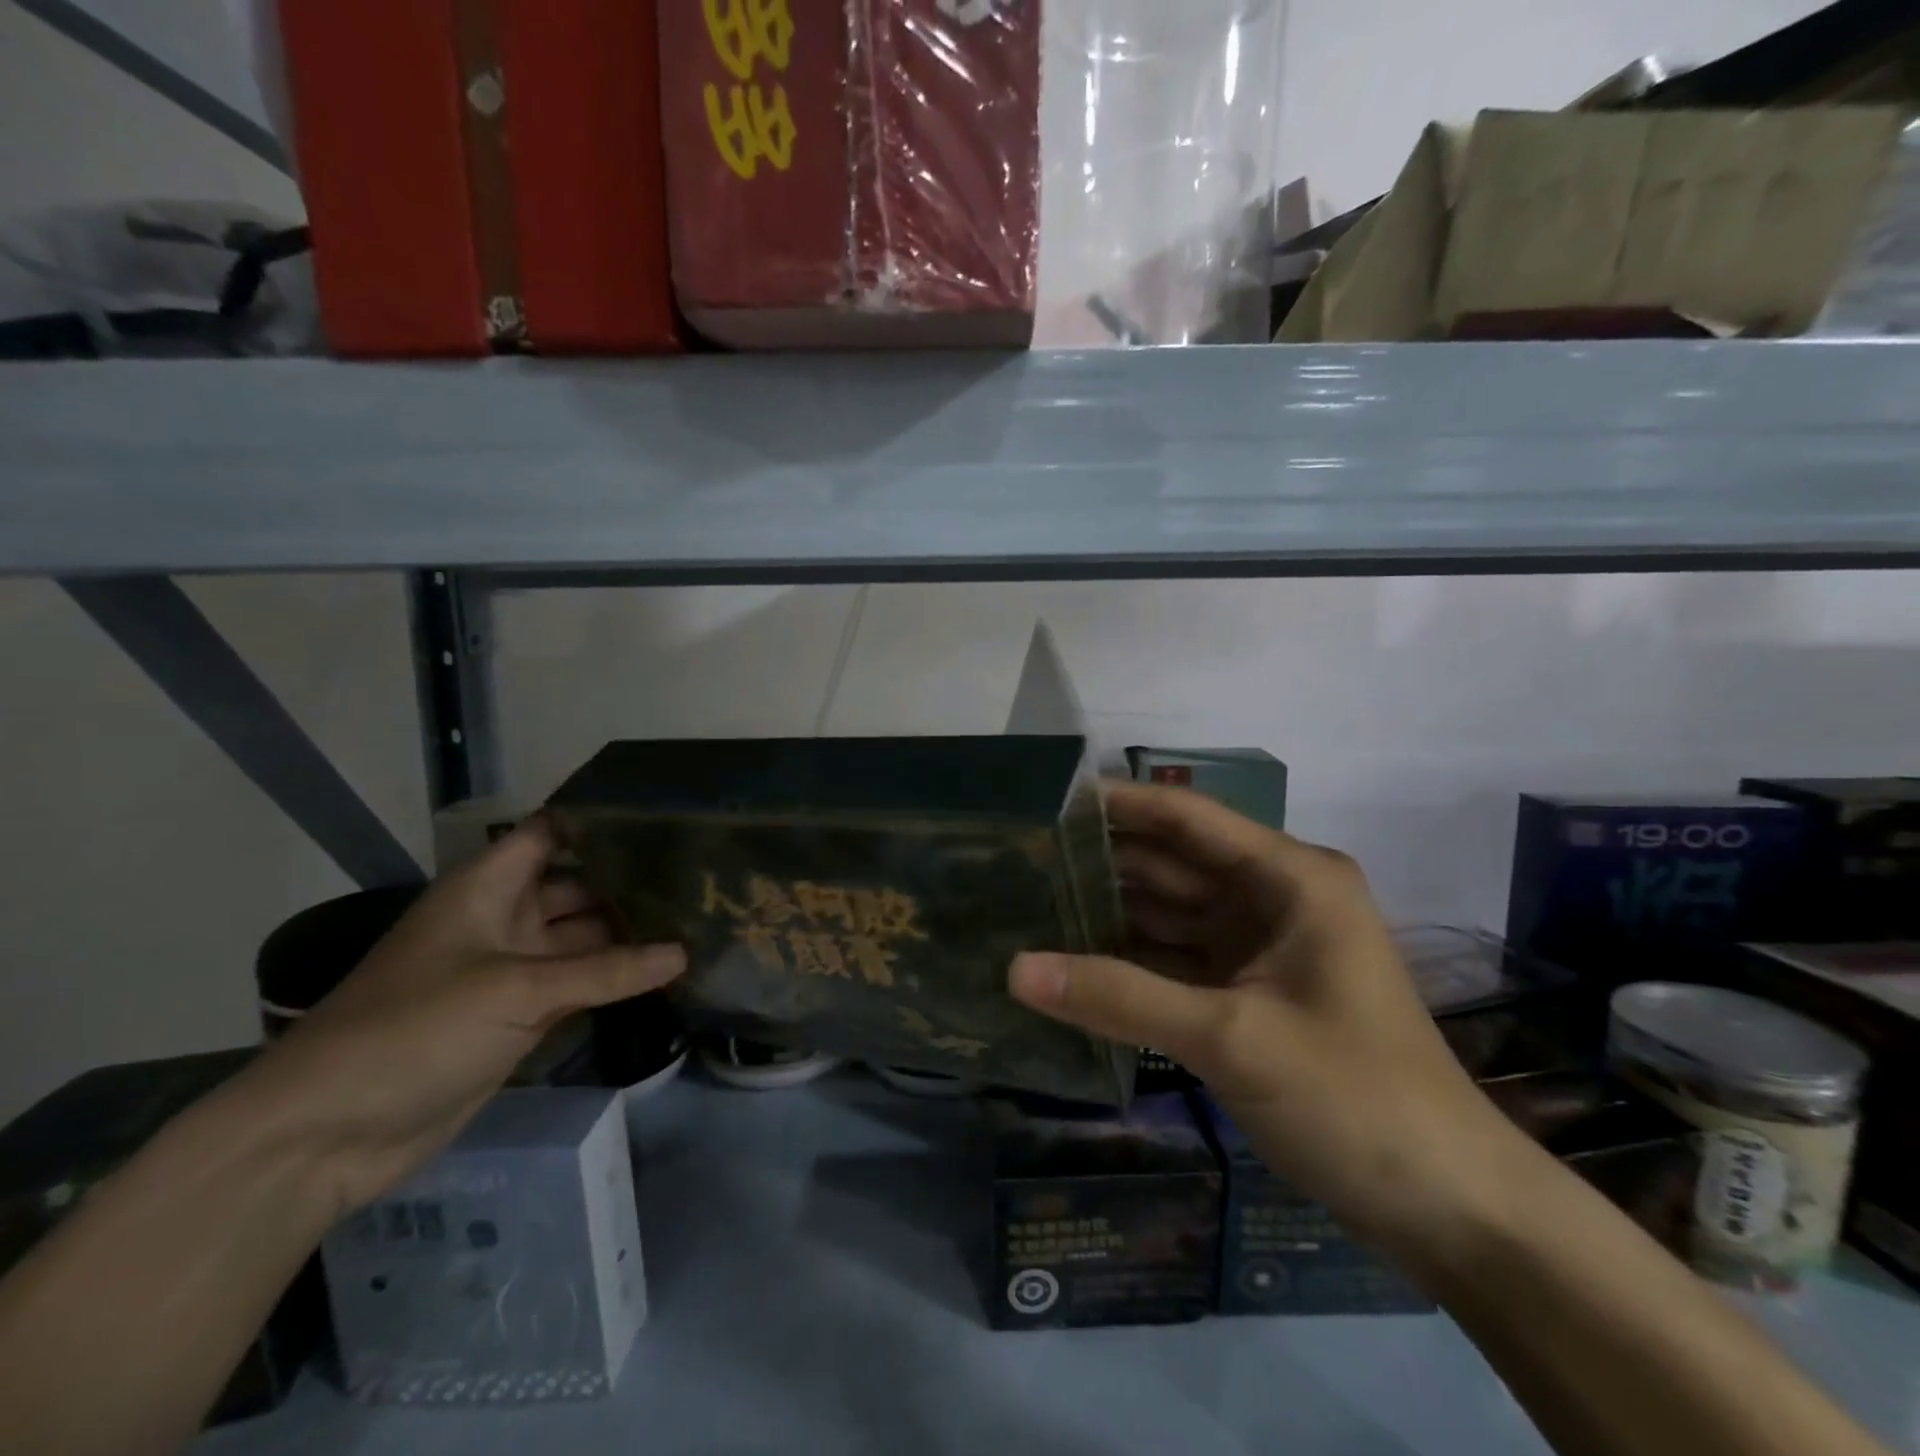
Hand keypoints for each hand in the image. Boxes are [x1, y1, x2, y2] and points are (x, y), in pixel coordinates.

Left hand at [224, 818, 684, 1218]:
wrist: (325, 1136)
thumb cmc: (412, 1031)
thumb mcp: (515, 992)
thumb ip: (606, 971)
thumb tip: (686, 952)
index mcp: (489, 888)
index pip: (553, 832)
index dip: (603, 820)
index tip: (668, 816)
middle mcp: (505, 918)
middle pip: (579, 885)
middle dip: (632, 880)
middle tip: (703, 873)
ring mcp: (514, 969)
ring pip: (586, 938)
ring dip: (631, 932)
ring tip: (699, 917)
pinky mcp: (521, 1015)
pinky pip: (582, 984)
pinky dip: (619, 978)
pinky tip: (670, 968)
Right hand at [1010, 782, 1524, 1259]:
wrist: (1452, 1208)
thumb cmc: (1356, 1098)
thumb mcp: (1233, 1039)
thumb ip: (1120, 998)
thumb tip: (1014, 970)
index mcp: (1288, 877)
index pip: (1184, 817)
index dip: (1115, 803)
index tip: (1043, 799)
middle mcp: (1272, 897)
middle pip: (1170, 863)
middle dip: (1099, 860)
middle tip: (1015, 857)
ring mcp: (1260, 947)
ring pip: (1168, 912)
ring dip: (1107, 910)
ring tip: (1026, 900)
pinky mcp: (1249, 993)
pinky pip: (1175, 960)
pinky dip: (1128, 960)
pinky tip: (1069, 960)